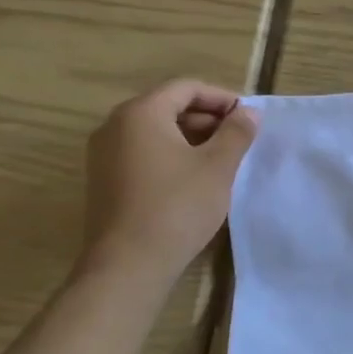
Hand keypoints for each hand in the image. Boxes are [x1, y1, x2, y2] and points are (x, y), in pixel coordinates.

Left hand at [78, 79, 257, 282]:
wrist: (128, 265)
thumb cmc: (177, 207)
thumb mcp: (217, 166)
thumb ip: (236, 133)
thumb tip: (249, 112)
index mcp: (140, 113)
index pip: (186, 88)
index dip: (221, 98)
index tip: (247, 118)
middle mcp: (115, 126)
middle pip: (168, 106)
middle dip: (207, 118)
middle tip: (238, 139)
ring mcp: (103, 155)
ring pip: (155, 131)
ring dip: (191, 137)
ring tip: (221, 159)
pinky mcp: (104, 180)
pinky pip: (142, 152)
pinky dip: (170, 155)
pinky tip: (194, 178)